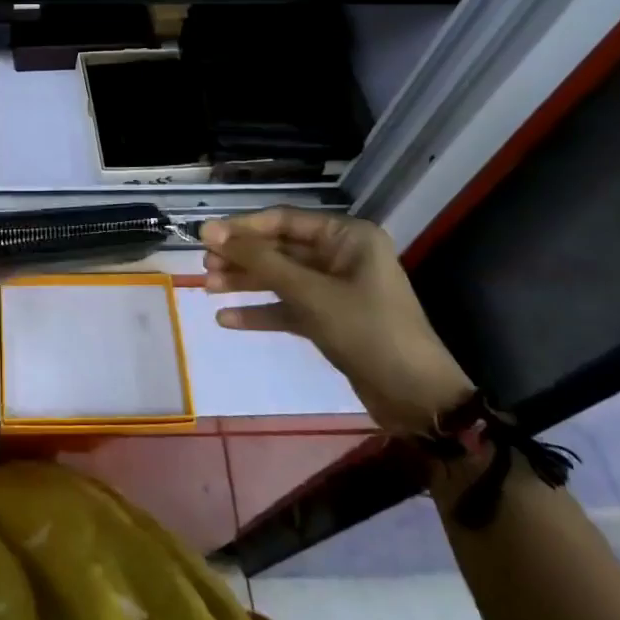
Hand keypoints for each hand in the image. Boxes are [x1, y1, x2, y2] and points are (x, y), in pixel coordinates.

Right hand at [201, 208, 473, 436]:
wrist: (415, 398)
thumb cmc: (367, 331)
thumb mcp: (310, 293)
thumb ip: (260, 261)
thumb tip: (212, 231)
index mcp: (347, 237)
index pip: (283, 221)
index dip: (242, 228)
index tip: (204, 236)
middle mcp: (341, 256)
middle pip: (279, 249)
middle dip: (242, 258)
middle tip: (204, 266)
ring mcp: (336, 289)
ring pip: (281, 278)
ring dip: (246, 283)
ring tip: (208, 288)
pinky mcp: (330, 319)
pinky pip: (288, 307)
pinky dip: (261, 312)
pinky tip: (228, 320)